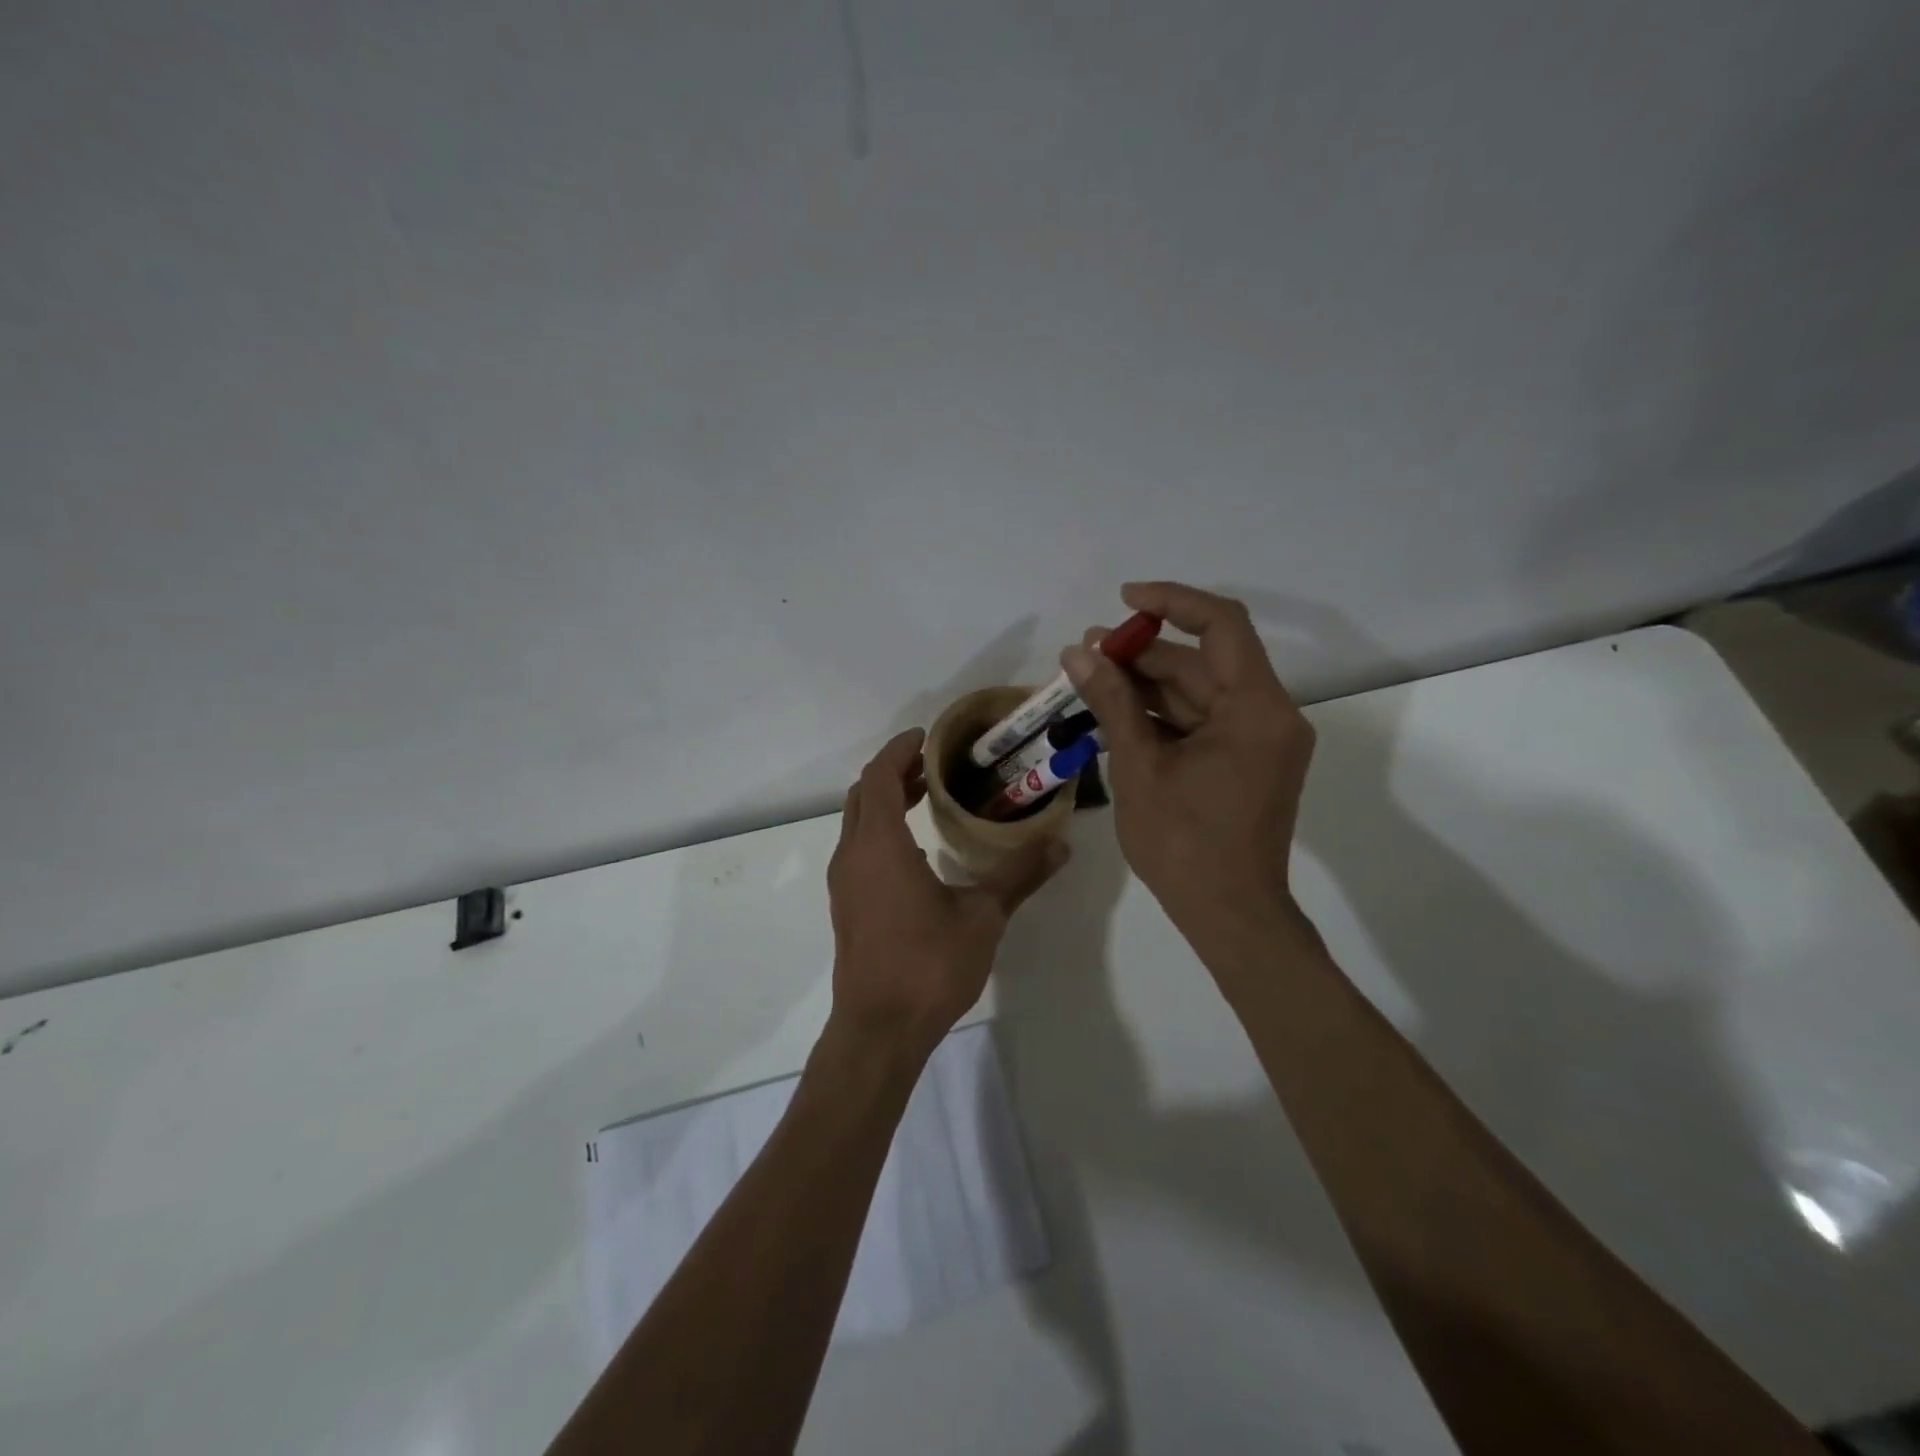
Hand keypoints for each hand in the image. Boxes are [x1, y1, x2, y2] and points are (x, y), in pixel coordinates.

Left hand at [827, 728, 1068, 1062]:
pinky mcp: (847, 904)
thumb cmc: (929, 966)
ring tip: (927, 795)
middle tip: (934, 764)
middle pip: (865, 794)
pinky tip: (916, 848)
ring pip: (858, 821)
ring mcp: (844, 882)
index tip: (928, 737)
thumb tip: (1060, 843)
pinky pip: (859, 847)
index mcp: (879, 845)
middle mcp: (853, 854)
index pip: (880, 777)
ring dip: (886, 800)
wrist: (879, 1029)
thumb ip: (1019, 875)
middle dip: (895, 771)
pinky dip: (881, 828)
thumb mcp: (983, 917)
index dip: (900, 750)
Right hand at [1064, 582, 1313, 950]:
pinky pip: (1202, 721)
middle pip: (1204, 662)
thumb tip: (1078, 653)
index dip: (1172, 602)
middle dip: (1144, 652)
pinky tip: (1115, 713)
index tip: (1124, 599)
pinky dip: (1162, 715)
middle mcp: (1268, 715)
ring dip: (1147, 684)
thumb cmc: (1184, 844)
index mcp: (1256, 709)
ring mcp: (1259, 740)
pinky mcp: (1246, 761)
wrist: (1229, 915)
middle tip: (1086, 653)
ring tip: (1090, 679)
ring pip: (1199, 692)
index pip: (1222, 625)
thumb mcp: (1139, 767)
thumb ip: (1112, 703)